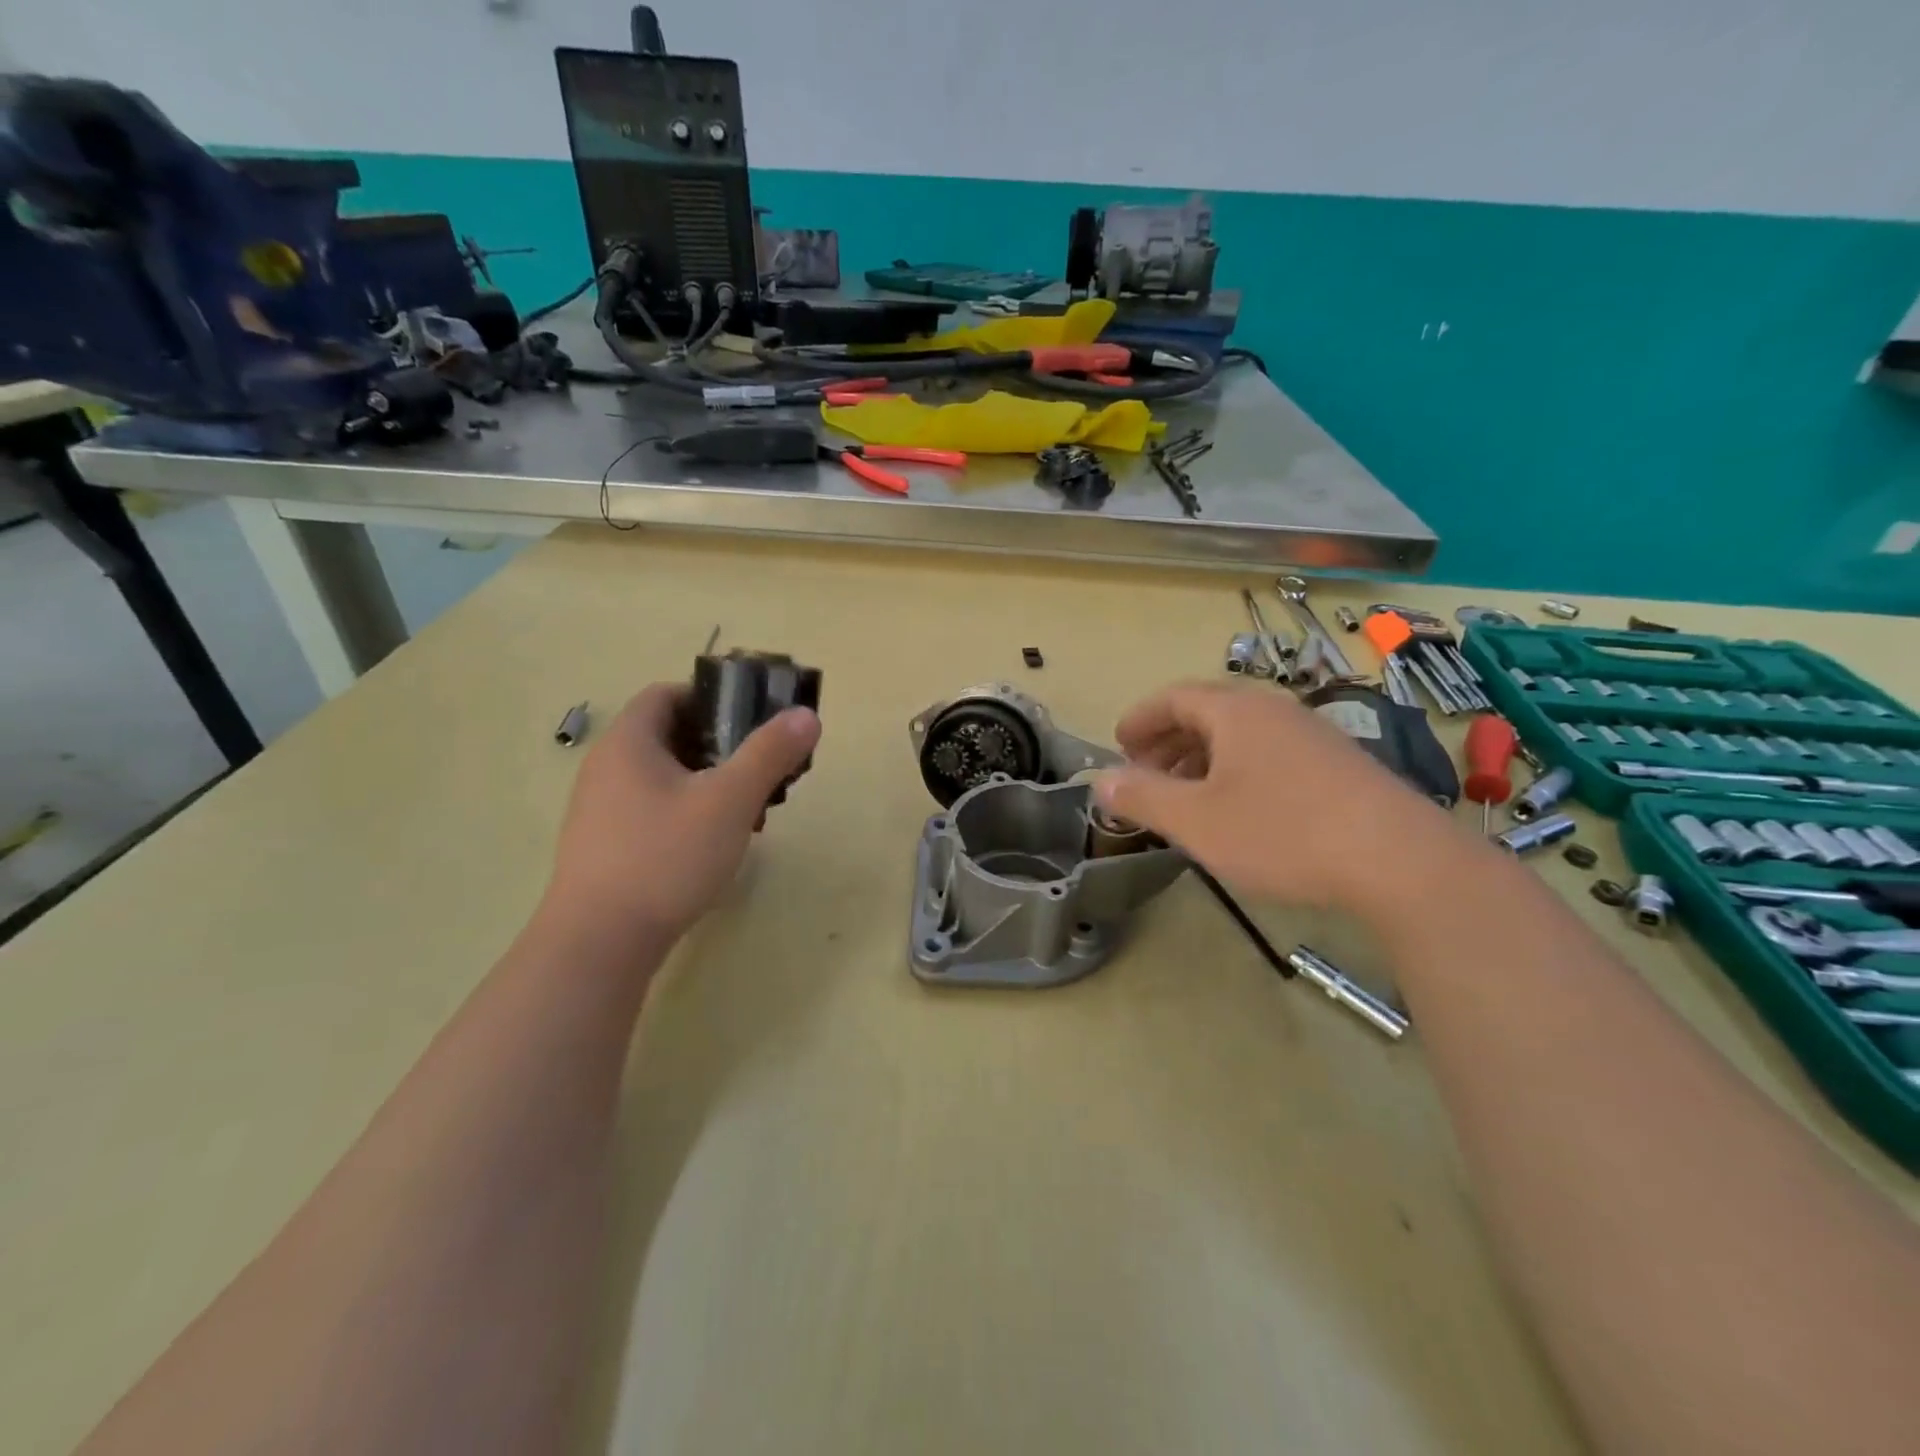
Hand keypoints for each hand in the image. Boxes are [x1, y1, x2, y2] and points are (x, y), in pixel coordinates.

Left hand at [541, 683, 821, 944]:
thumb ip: (769, 753)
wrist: (600, 942)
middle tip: (759, 768)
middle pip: (669, 735)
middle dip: (720, 746)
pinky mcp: (606, 846)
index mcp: (629, 742)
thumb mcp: (729, 800)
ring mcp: (601, 810)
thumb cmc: (665, 857)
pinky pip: (653, 810)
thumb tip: (806, 715)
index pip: (666, 694)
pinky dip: (687, 812)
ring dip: (707, 782)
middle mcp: (607, 768)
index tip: (751, 720)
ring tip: (746, 810)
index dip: (711, 698)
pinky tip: (714, 844)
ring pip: (664, 777)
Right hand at [1093, 681, 1461, 920]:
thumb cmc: (1282, 832)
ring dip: (1201, 758)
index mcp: (1236, 711)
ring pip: (1241, 735)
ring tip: (1185, 795)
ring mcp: (1312, 735)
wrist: (1400, 861)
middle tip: (1144, 773)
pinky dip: (1237, 770)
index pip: (1174, 697)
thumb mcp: (1196, 820)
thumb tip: (1099, 780)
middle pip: (1207, 712)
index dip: (1141, 718)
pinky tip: (1239, 809)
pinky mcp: (1339, 765)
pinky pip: (1270, 754)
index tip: (1118, 744)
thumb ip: (1143, 797)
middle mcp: (1274, 711)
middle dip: (1168, 740)